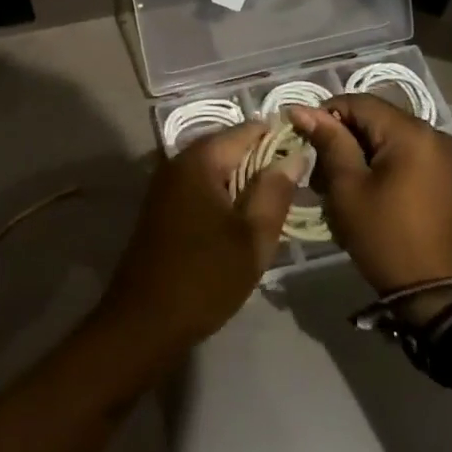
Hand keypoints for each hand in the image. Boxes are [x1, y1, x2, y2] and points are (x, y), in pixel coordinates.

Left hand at [93, 124, 302, 365]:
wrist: (145, 320)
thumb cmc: (205, 277)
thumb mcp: (253, 237)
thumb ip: (275, 191)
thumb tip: (293, 154)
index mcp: (200, 159)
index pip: (247, 130)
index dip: (279, 139)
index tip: (307, 159)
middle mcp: (179, 160)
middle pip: (230, 146)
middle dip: (262, 162)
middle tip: (293, 190)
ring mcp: (167, 183)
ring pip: (216, 169)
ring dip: (244, 182)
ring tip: (272, 209)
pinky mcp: (163, 206)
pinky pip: (201, 186)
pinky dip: (224, 196)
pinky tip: (241, 223)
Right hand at [288, 94, 451, 306]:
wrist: (445, 298)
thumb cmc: (388, 239)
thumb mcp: (349, 189)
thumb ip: (329, 142)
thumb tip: (302, 109)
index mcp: (410, 131)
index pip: (356, 102)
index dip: (324, 116)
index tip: (304, 143)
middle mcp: (432, 134)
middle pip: (373, 119)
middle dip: (341, 140)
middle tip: (319, 175)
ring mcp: (443, 157)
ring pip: (386, 139)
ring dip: (359, 155)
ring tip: (339, 190)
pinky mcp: (446, 179)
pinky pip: (404, 157)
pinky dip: (380, 167)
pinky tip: (366, 195)